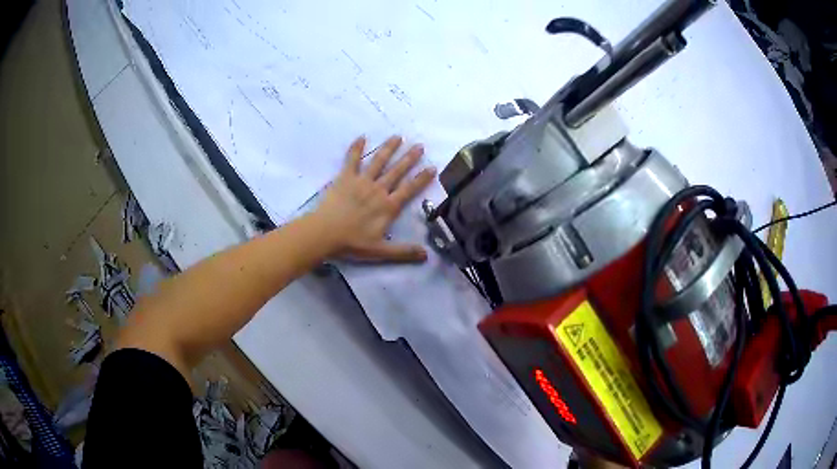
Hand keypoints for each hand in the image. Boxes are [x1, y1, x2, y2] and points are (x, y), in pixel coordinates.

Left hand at [314, 135, 435, 261]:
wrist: (325, 234)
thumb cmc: (352, 243)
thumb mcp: (380, 252)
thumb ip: (403, 252)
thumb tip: (426, 255)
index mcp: (388, 206)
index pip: (409, 189)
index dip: (422, 178)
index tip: (432, 167)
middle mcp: (378, 190)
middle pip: (397, 171)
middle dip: (409, 158)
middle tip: (420, 145)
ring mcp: (361, 181)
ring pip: (378, 161)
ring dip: (389, 148)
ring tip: (398, 136)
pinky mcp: (345, 178)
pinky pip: (351, 160)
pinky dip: (356, 148)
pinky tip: (361, 137)